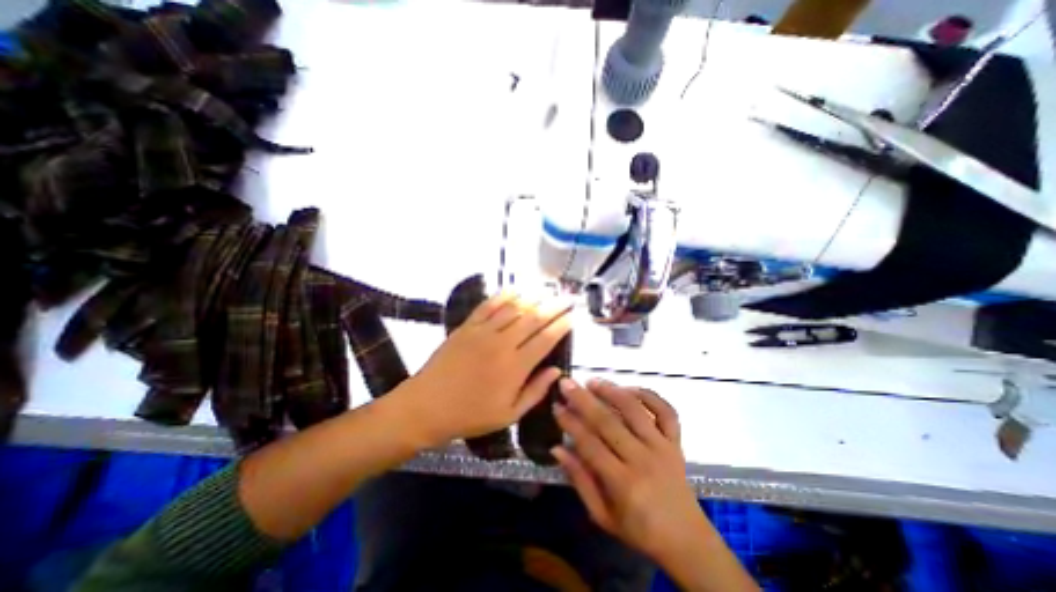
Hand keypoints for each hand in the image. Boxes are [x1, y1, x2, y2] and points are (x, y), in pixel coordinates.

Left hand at [400, 290, 573, 444]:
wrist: (426, 406)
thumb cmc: (470, 415)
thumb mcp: (508, 414)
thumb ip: (535, 392)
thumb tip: (556, 371)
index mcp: (515, 367)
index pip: (545, 339)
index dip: (561, 325)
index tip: (573, 316)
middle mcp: (502, 344)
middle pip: (533, 318)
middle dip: (553, 306)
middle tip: (567, 298)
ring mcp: (483, 332)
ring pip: (513, 308)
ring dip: (532, 297)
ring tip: (547, 290)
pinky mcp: (466, 326)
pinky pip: (488, 306)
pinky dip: (503, 295)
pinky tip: (515, 288)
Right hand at [553, 379, 708, 563]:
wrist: (687, 540)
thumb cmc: (640, 530)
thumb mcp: (603, 516)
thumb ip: (580, 480)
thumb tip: (557, 448)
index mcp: (624, 483)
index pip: (590, 444)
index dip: (571, 423)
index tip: (556, 406)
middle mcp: (643, 459)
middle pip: (609, 422)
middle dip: (584, 400)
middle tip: (567, 384)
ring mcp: (662, 447)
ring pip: (635, 410)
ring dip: (612, 391)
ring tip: (593, 381)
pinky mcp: (676, 442)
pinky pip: (666, 411)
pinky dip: (649, 396)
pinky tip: (630, 389)